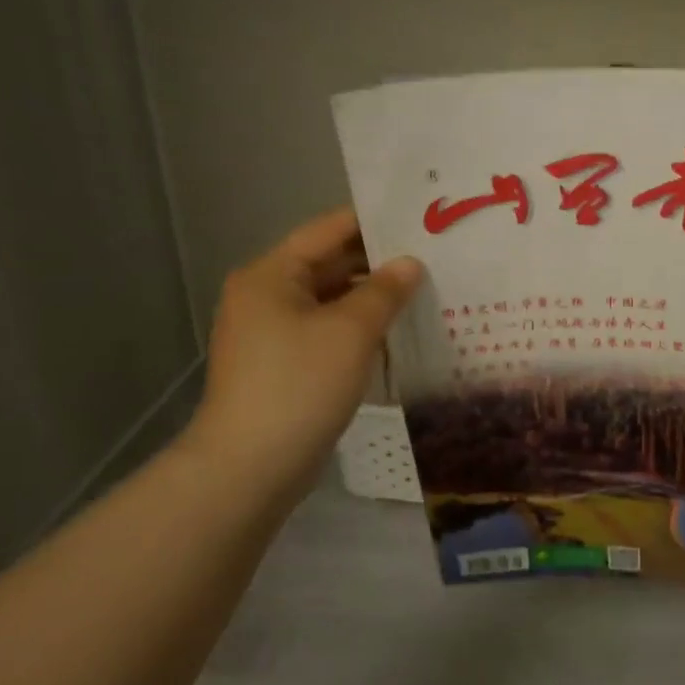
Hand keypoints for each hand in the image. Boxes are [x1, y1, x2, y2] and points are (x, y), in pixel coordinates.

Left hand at [181, 208, 422, 504]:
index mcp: (272, 275)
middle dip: (379, 261)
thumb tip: (410, 264)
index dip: (374, 222)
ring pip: (331, 299)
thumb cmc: (300, 385)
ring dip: (372, 296)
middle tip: (433, 256)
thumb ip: (385, 291)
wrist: (250, 466)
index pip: (328, 230)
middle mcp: (266, 295)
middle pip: (329, 263)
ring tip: (425, 290)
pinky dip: (359, 326)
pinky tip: (398, 330)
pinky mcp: (284, 363)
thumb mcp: (351, 331)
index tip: (420, 219)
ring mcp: (272, 332)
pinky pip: (327, 330)